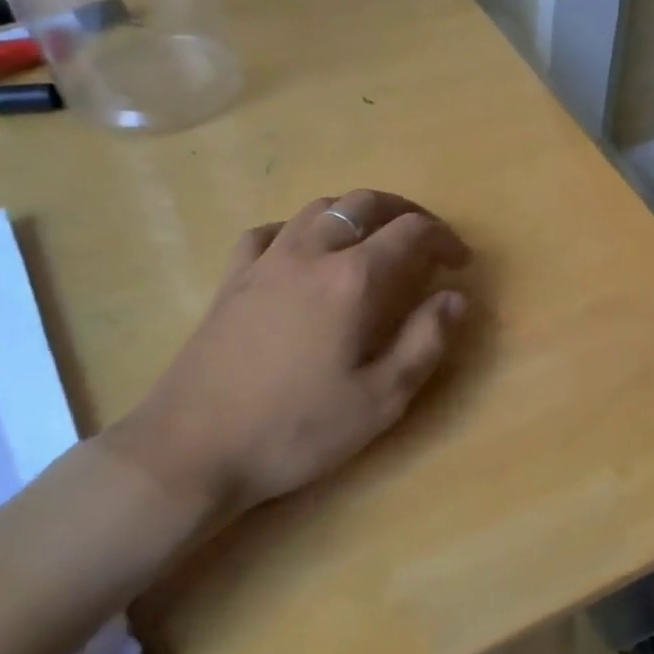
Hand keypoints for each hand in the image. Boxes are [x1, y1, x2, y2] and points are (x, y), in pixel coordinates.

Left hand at [104, 190, 470, 514]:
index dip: (444, 238)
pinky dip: (300, 230)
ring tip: (373, 241)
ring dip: (355, 213)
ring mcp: (263, 262)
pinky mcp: (231, 279)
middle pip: (363, 203)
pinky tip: (303, 254)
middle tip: (426, 240)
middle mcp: (309, 253)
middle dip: (404, 212)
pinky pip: (269, 232)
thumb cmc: (295, 429)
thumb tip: (454, 298)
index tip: (461, 262)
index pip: (410, 232)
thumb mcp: (380, 400)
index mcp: (351, 280)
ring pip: (317, 208)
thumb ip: (424, 342)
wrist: (192, 450)